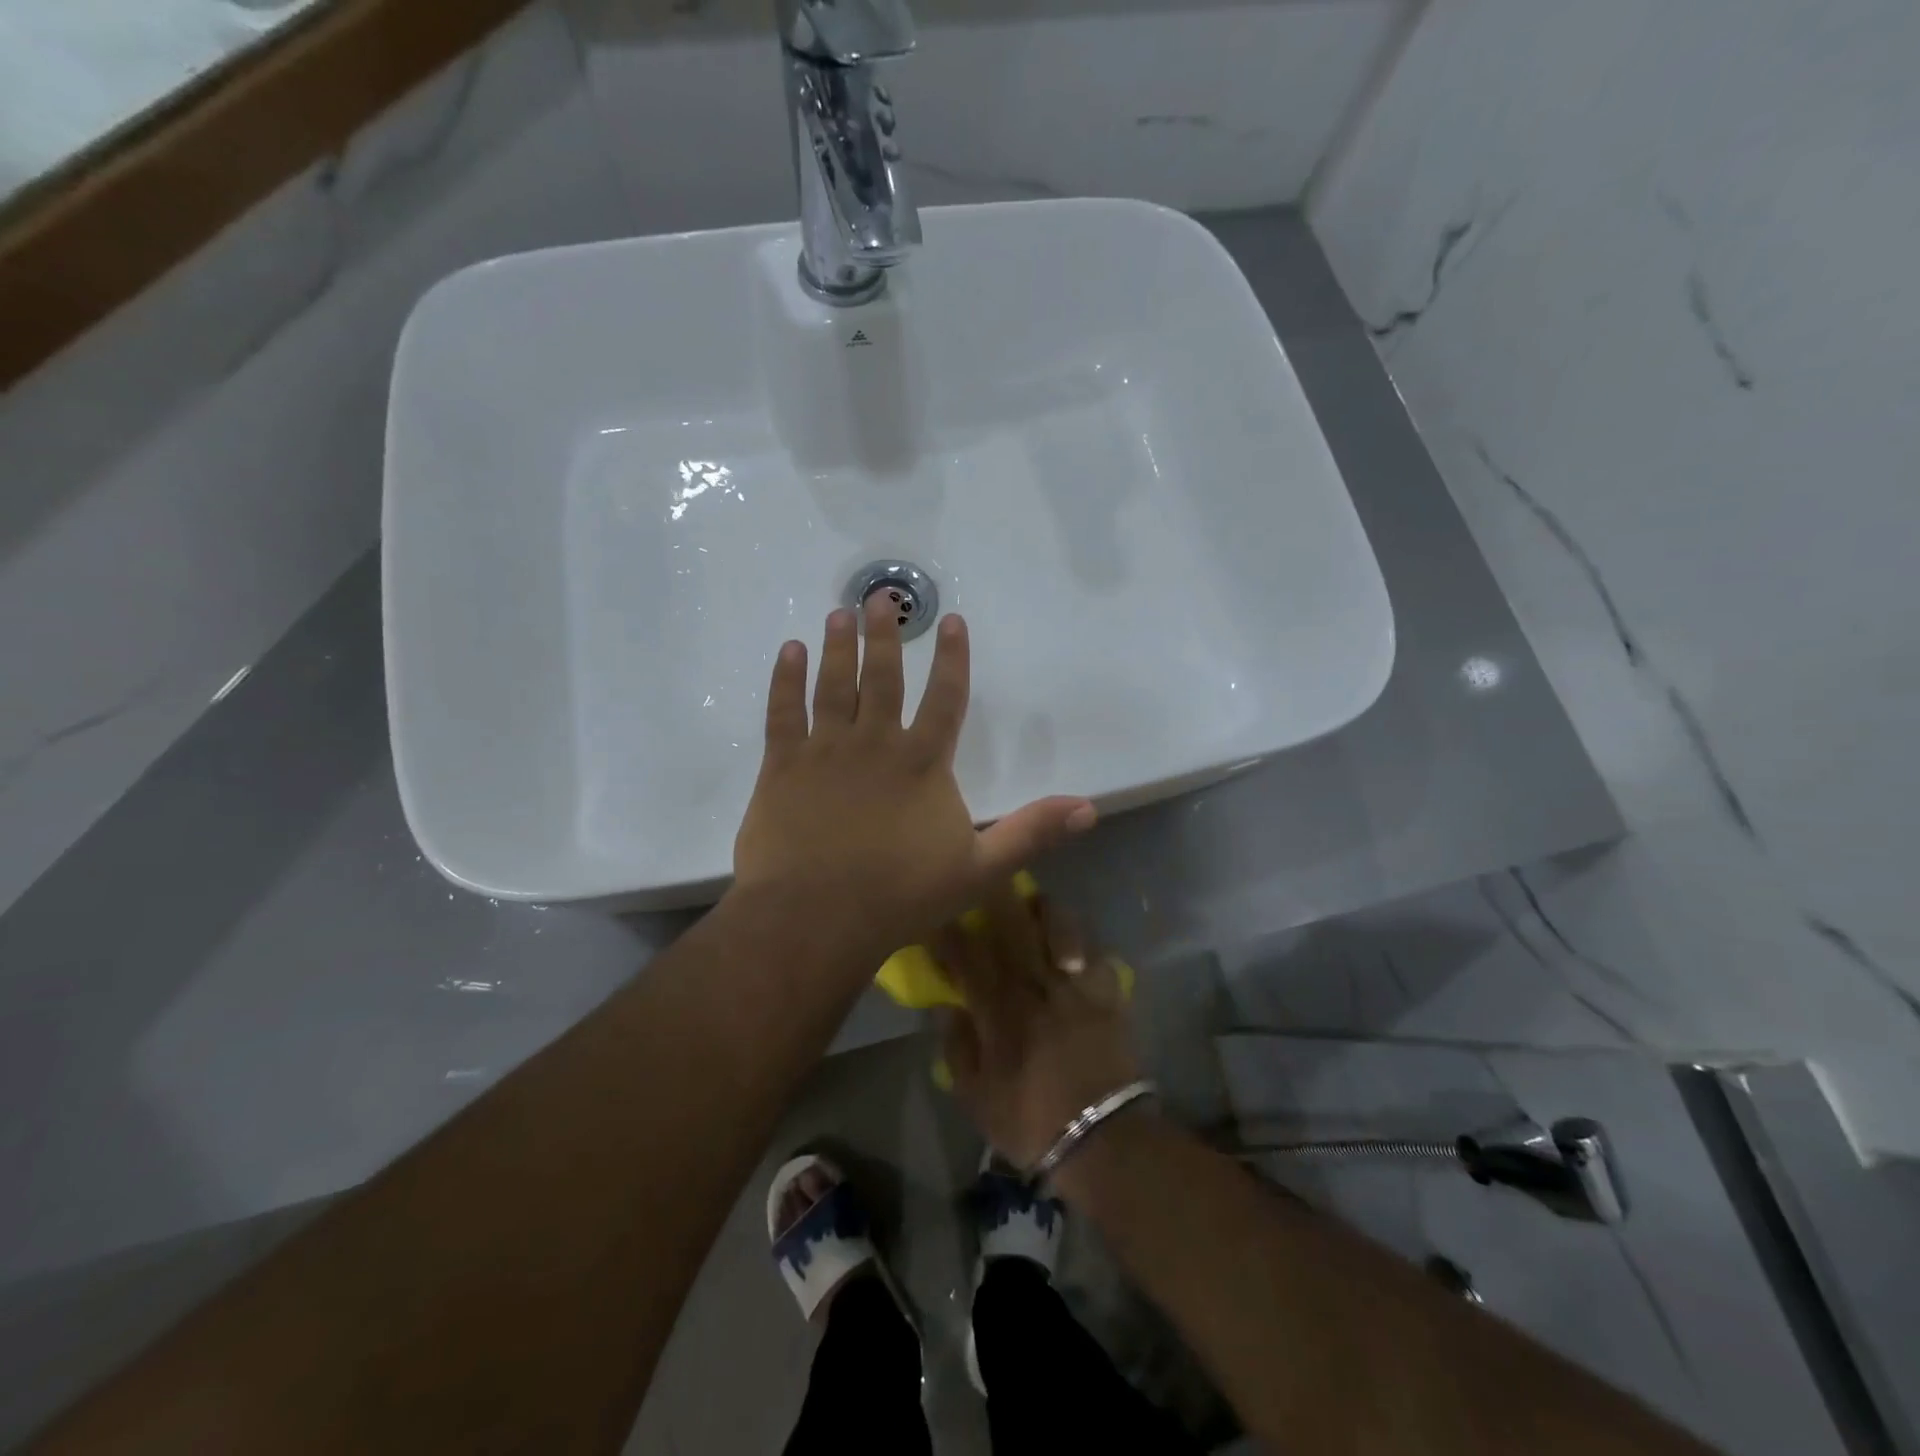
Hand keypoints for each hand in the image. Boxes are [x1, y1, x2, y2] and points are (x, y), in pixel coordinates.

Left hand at [733, 596, 1096, 967]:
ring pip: (833, 685)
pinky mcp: (782, 766)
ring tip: (839, 615)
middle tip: (880, 599)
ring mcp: (824, 750)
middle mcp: (875, 742)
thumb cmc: (900, 895)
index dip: (952, 658)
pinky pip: (783, 712)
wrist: (815, 918)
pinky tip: (788, 651)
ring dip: (838, 647)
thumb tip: (1089, 808)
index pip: (945, 698)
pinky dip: (785, 679)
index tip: (952, 621)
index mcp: (922, 762)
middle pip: (882, 677)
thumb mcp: (980, 870)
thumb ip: (1031, 833)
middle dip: (884, 636)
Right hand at [935, 887, 1142, 1170]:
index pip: (968, 955)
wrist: (1105, 1141)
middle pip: (1013, 926)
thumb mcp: (977, 1098)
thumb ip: (958, 1048)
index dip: (950, 930)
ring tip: (1033, 904)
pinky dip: (1084, 946)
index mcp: (1000, 1010)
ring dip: (1044, 909)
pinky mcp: (1109, 995)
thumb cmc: (1031, 1122)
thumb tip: (949, 1006)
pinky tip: (1074, 951)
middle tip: (984, 877)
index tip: (939, 912)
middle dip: (994, 896)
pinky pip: (1097, 954)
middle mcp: (1037, 986)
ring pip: (1060, 927)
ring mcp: (1077, 986)